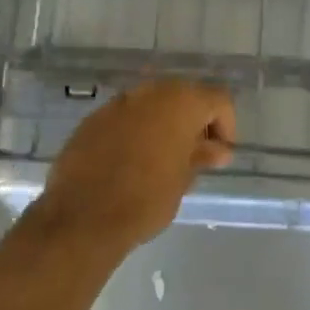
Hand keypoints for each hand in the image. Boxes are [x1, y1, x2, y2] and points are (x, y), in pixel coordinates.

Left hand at [39, 81, 235, 255]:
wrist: (83, 216)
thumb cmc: (147, 198)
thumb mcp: (184, 180)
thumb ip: (202, 156)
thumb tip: (219, 150)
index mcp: (181, 102)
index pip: (218, 100)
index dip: (225, 125)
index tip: (219, 154)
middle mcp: (150, 92)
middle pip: (183, 96)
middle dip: (193, 121)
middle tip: (194, 155)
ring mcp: (118, 102)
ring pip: (152, 104)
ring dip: (163, 124)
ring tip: (162, 159)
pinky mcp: (93, 119)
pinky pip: (125, 117)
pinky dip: (135, 131)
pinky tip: (131, 161)